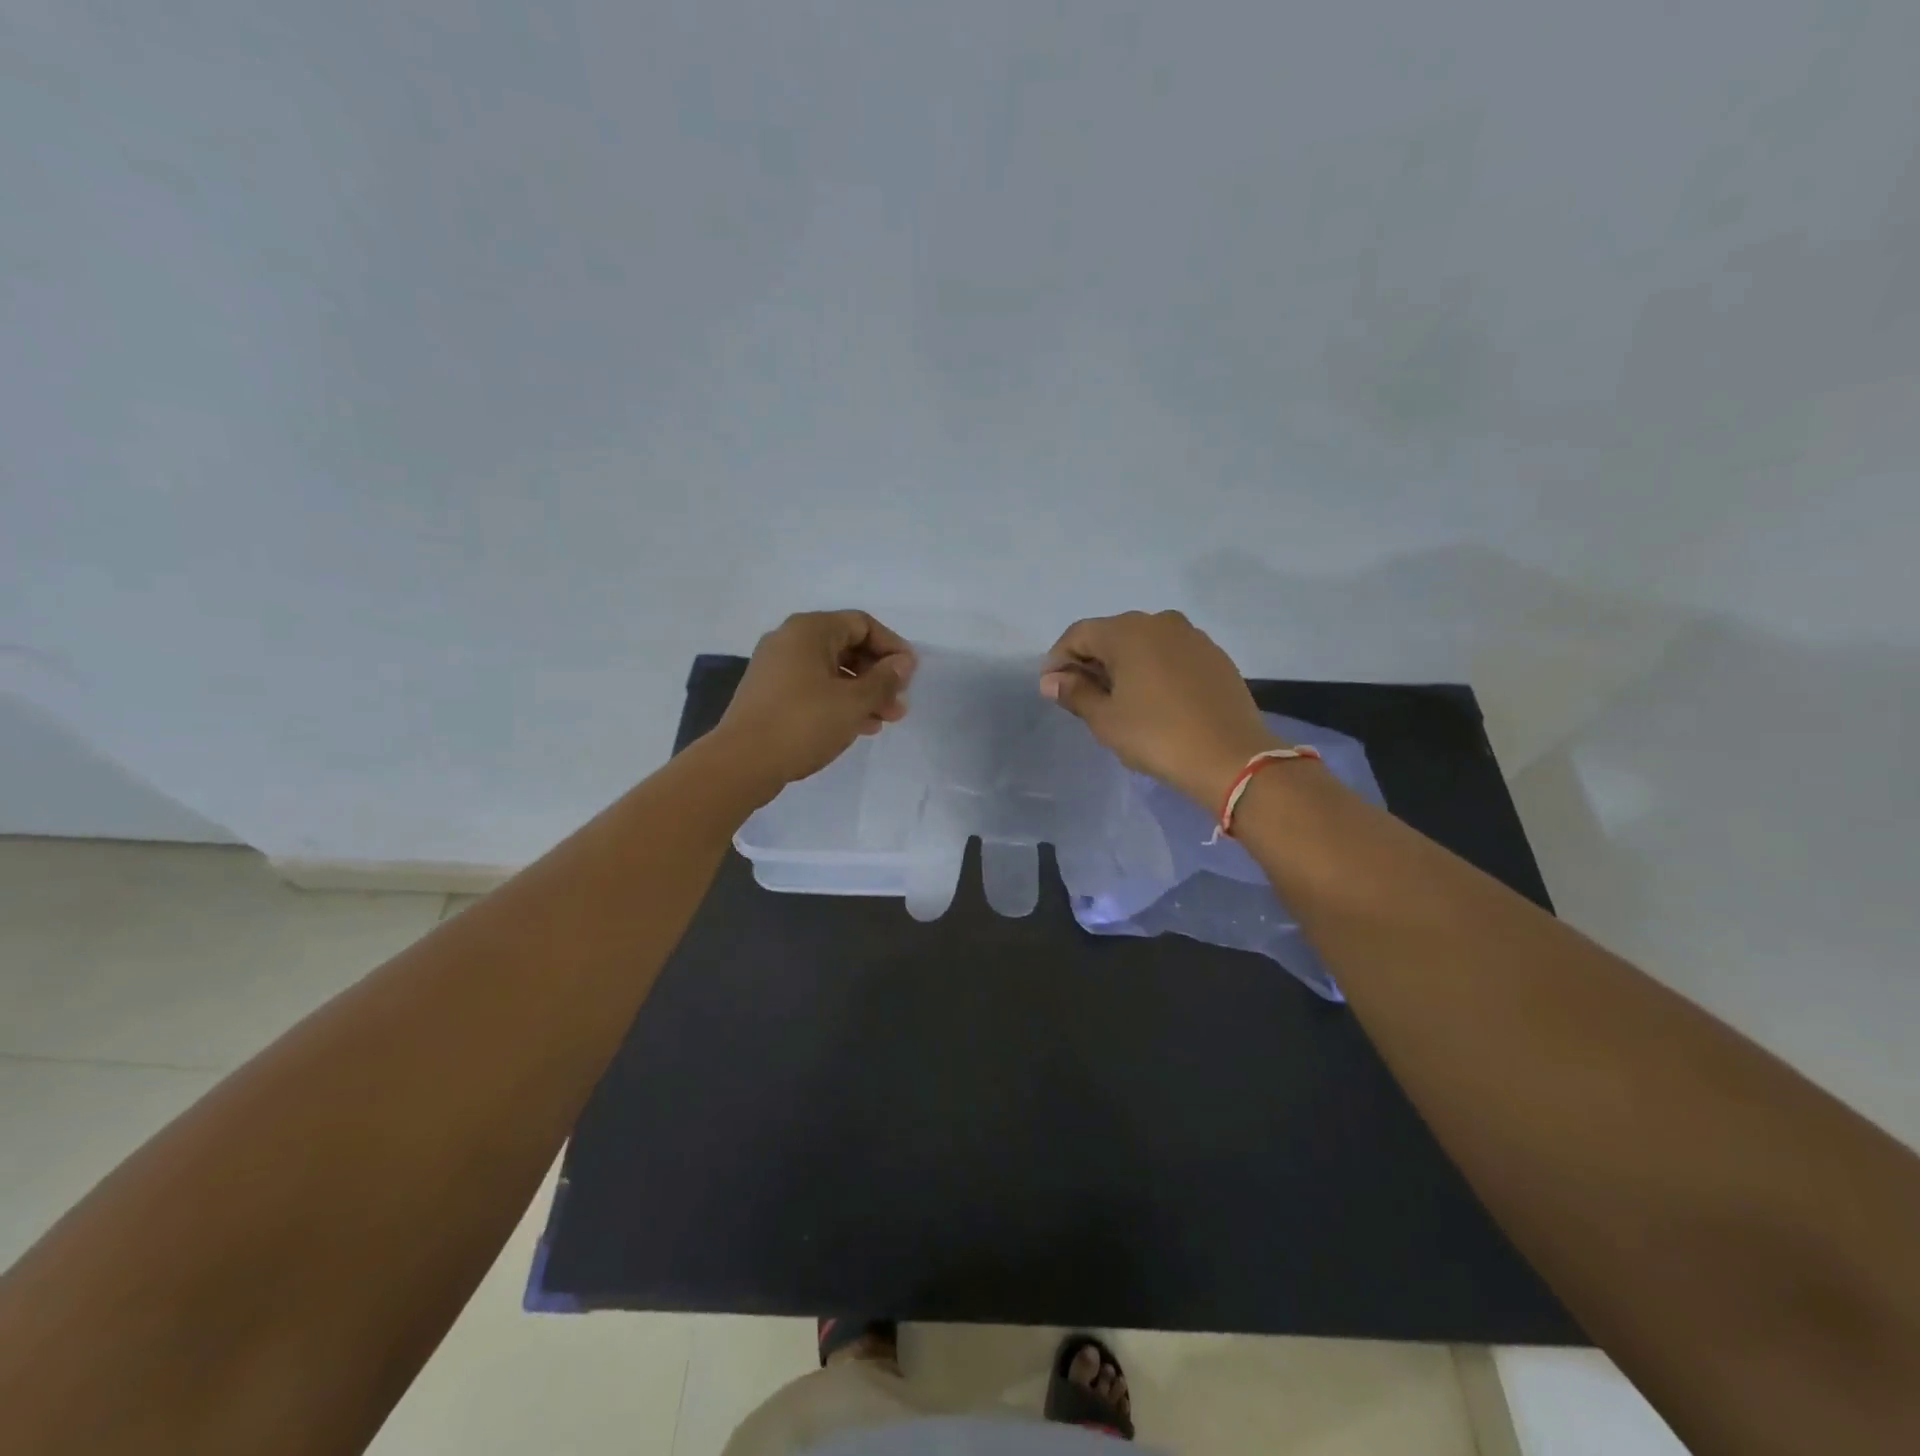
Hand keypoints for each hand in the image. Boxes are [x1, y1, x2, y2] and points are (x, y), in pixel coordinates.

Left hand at [714, 610, 916, 792]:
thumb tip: (903, 663)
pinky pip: (814, 687)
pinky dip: (839, 701)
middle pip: (847, 647)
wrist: (742, 762)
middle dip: (878, 674)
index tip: (910, 674)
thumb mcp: (853, 702)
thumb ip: (884, 680)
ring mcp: (776, 667)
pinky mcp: (770, 694)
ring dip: (862, 692)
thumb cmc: (803, 723)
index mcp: (810, 630)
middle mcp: (790, 640)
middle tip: (899, 703)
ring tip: (885, 719)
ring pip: (831, 671)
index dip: (892, 646)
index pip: (862, 624)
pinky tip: (859, 726)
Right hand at [1040, 610, 1281, 809]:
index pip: (1079, 634)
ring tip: (1117, 698)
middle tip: (1080, 695)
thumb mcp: (1106, 719)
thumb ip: (1075, 693)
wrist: (1231, 757)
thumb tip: (1051, 680)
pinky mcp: (1214, 656)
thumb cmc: (1157, 736)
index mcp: (1128, 631)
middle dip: (1090, 660)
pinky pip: (1170, 654)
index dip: (1059, 658)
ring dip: (1123, 664)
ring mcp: (1192, 637)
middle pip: (1111, 634)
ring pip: (1143, 643)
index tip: (1051, 687)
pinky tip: (1152, 698)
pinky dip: (1152, 669)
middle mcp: (1160, 622)